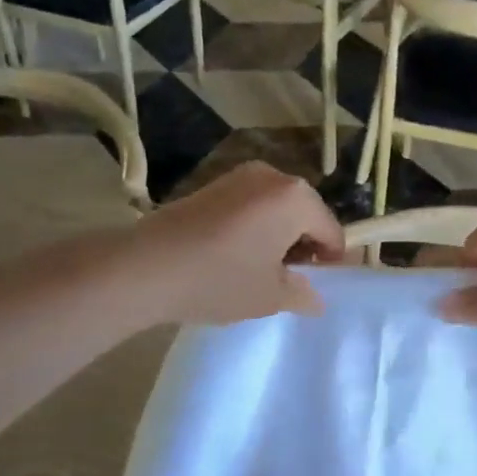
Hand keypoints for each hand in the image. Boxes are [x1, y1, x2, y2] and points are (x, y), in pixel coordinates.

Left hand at [126, 163, 344, 325]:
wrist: (145, 267)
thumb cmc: (221, 279)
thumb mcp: (270, 296)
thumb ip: (302, 294)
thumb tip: (315, 299)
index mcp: (297, 198)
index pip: (331, 230)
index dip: (331, 260)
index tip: (318, 285)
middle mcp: (273, 176)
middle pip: (306, 213)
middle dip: (305, 243)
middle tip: (289, 278)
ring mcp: (240, 175)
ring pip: (278, 207)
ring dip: (279, 234)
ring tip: (260, 268)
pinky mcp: (214, 183)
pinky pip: (252, 204)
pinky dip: (255, 225)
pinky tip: (236, 252)